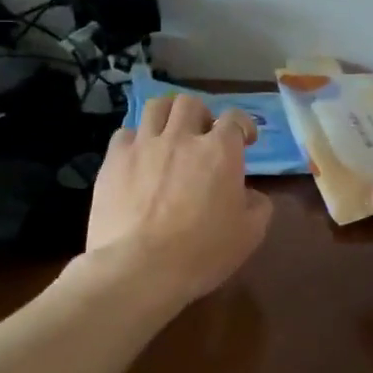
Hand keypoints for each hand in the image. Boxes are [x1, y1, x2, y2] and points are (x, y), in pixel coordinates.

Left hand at [84, 94, 273, 307]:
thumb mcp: (249, 235)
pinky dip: (136, 140)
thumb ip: (258, 206)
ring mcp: (145, 145)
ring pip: (157, 107)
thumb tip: (250, 194)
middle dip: (201, 115)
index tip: (245, 140)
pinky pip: (125, 134)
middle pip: (191, 104)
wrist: (139, 268)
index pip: (235, 118)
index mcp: (220, 151)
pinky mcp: (114, 160)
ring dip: (167, 116)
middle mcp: (182, 137)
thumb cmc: (201, 253)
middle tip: (202, 137)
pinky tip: (138, 158)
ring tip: (169, 134)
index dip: (243, 125)